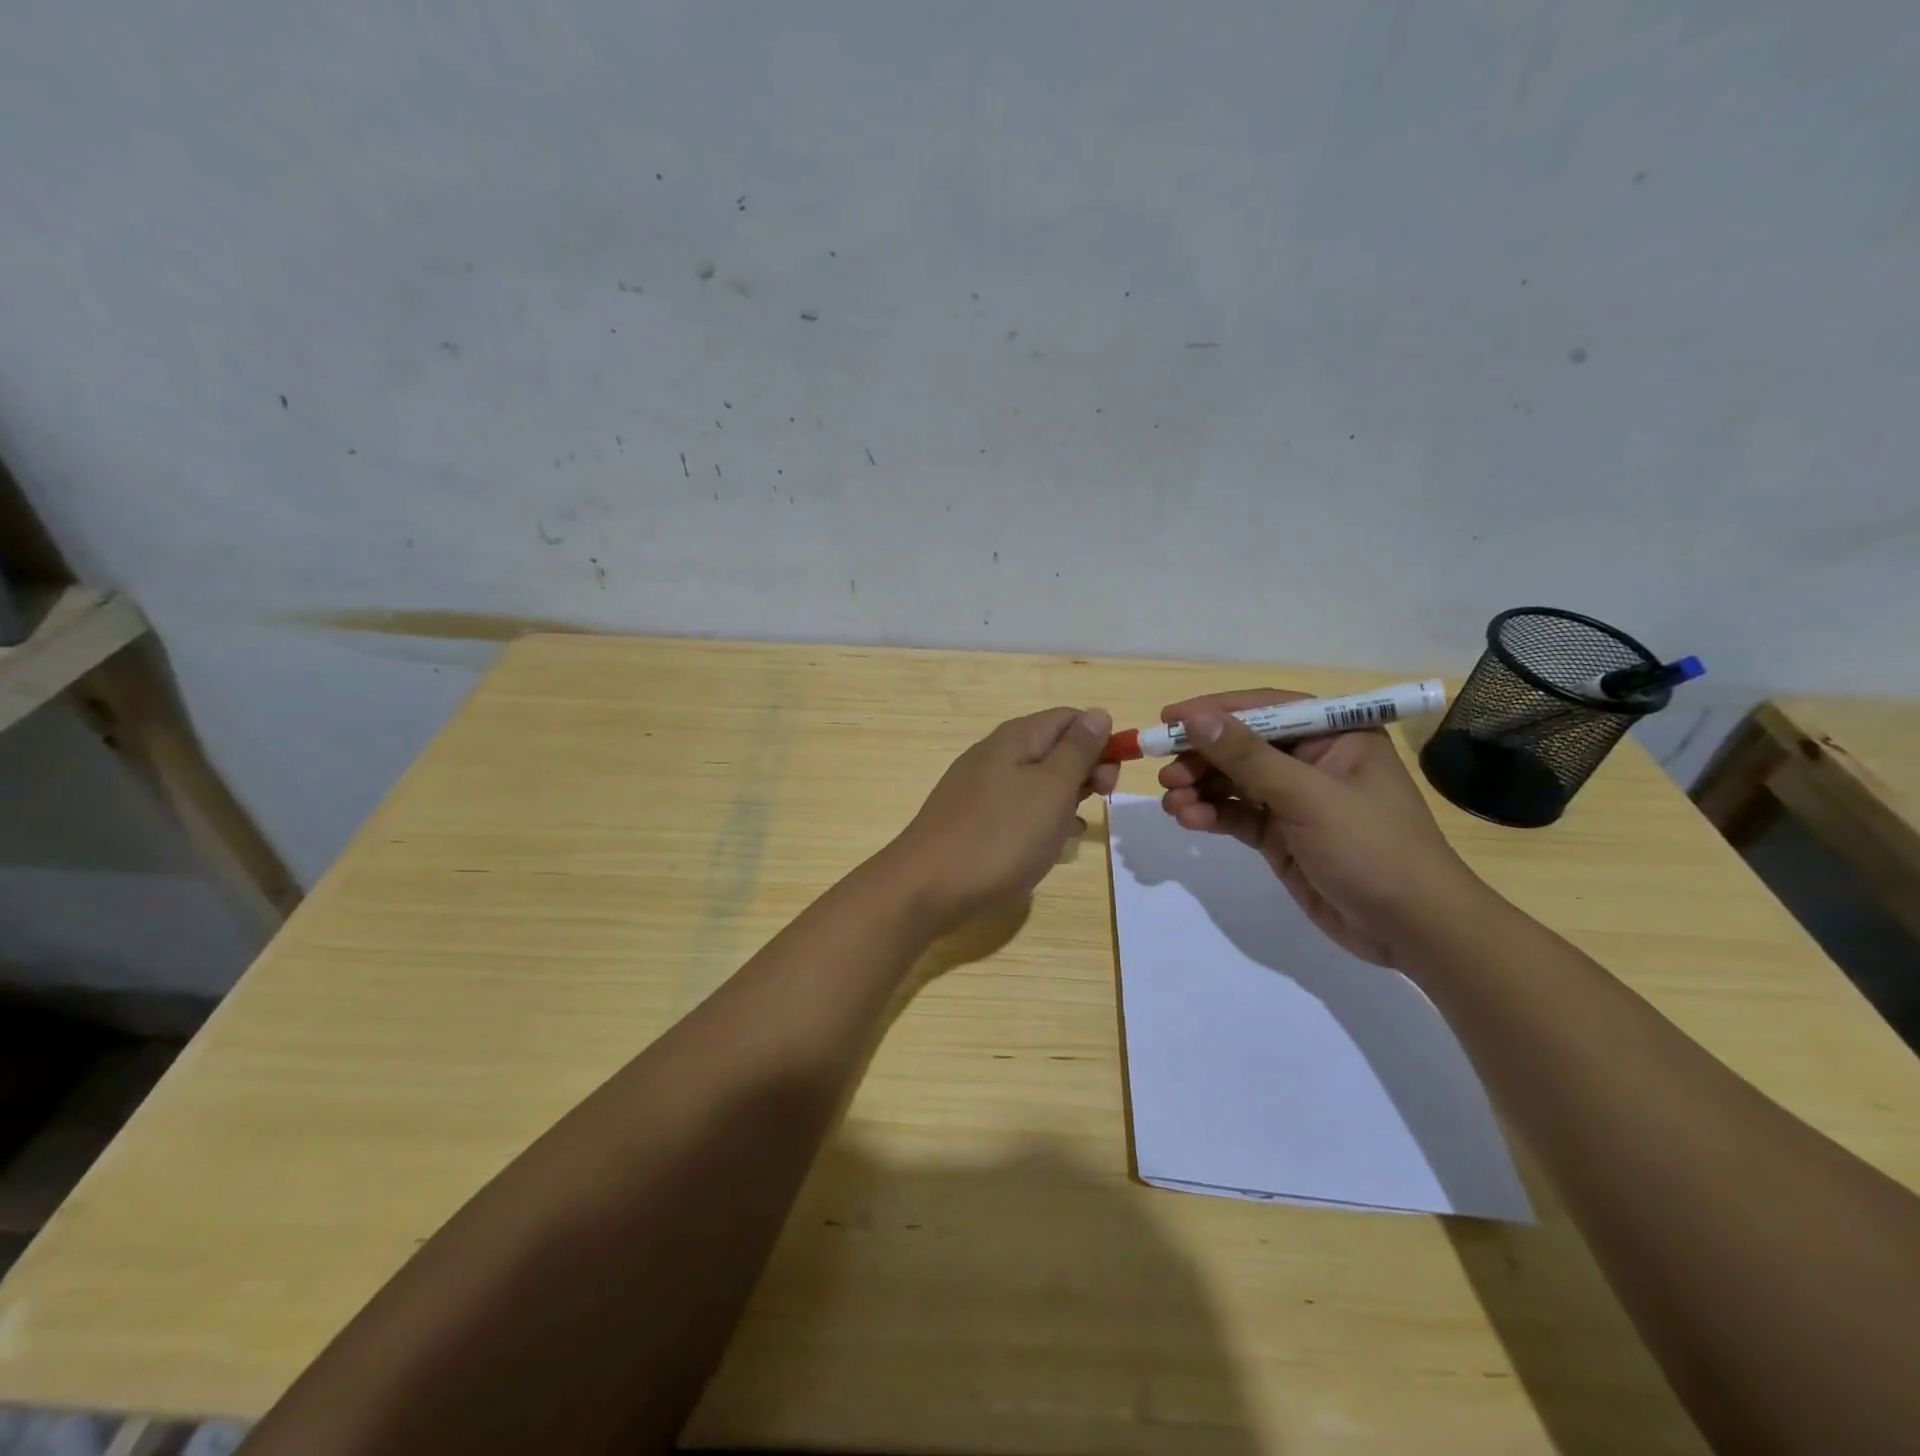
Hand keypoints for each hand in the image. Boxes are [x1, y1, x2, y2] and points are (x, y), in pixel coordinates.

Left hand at [881, 707, 1118, 934]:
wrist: (927, 887)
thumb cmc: (1000, 837)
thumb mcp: (1051, 789)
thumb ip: (1077, 751)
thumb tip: (1098, 714)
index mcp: (1015, 738)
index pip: (1069, 718)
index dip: (1099, 741)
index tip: (1112, 779)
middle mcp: (994, 754)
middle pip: (1052, 748)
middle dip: (1083, 771)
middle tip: (1097, 804)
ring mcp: (978, 787)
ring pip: (1035, 782)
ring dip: (1063, 799)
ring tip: (1074, 829)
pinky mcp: (970, 818)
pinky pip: (1015, 808)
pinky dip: (1038, 820)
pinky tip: (1048, 845)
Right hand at [1157, 689, 1482, 966]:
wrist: (1411, 928)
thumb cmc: (1370, 846)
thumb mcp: (1306, 796)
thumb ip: (1247, 757)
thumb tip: (1196, 718)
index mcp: (1335, 734)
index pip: (1266, 708)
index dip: (1214, 711)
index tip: (1168, 718)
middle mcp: (1313, 760)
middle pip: (1243, 746)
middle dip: (1201, 757)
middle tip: (1163, 771)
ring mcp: (1295, 799)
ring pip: (1234, 782)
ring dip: (1200, 789)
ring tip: (1171, 802)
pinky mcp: (1281, 835)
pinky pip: (1237, 814)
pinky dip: (1211, 815)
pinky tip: (1189, 820)